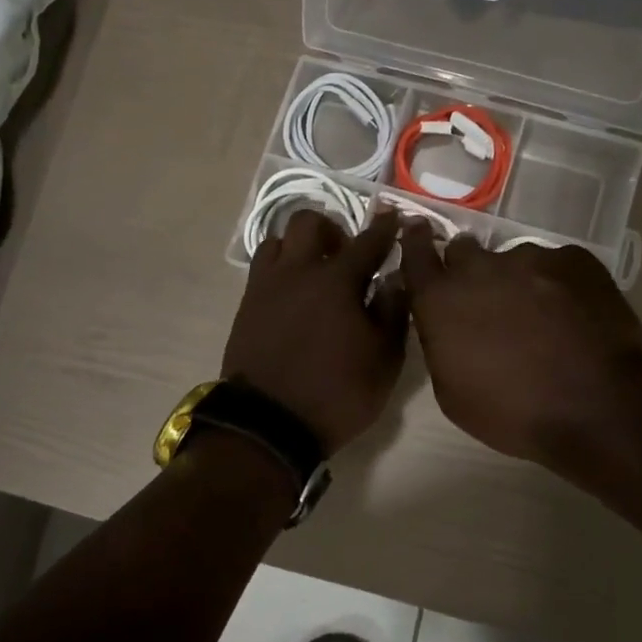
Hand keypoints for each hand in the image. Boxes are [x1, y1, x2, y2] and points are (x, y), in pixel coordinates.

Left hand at [223, 208, 408, 454]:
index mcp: (337, 280)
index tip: (394, 217)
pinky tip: (293, 294)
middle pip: (309, 222)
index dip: (385, 227)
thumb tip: (395, 278)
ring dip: (300, 246)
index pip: (368, 240)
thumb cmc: (337, 392)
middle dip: (332, 229)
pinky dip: (281, 268)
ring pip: (279, 240)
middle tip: (345, 254)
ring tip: (314, 272)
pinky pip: (263, 268)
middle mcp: (299, 271)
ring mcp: (267, 285)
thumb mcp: (384, 359)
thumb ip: (393, 312)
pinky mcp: (247, 304)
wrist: (268, 424)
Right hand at [398, 225, 641, 471]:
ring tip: (544, 318)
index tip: (417, 230)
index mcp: (442, 300)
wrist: (598, 407)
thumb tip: (446, 324)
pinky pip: (557, 265)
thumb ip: (440, 344)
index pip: (416, 253)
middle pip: (465, 251)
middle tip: (489, 301)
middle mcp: (480, 268)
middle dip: (470, 270)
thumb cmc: (515, 413)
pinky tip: (575, 316)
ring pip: (515, 260)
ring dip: (519, 282)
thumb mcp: (452, 394)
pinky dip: (559, 285)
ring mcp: (530, 258)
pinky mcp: (574, 258)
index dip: (415, 241)